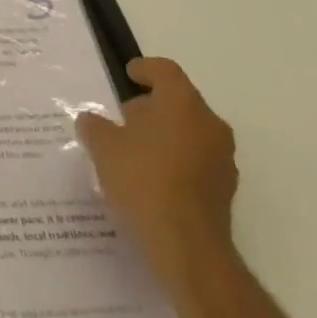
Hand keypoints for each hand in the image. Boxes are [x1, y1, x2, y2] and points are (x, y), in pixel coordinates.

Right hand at [75, 57, 237, 286]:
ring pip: (190, 134)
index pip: (165, 71)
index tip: (128, 75)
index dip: (145, 69)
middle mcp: (209, 124)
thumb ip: (94, 126)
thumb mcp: (103, 146)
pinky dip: (176, 163)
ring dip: (166, 136)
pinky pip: (196, 163)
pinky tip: (152, 181)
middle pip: (179, 102)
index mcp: (183, 102)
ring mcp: (222, 160)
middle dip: (153, 107)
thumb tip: (91, 121)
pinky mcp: (225, 193)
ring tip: (135, 152)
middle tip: (125, 118)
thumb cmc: (144, 179)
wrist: (188, 249)